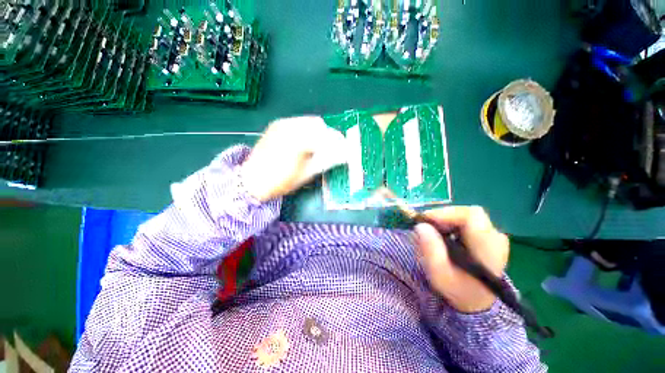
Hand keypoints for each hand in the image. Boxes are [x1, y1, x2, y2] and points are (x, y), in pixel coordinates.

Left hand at [241, 116, 347, 201]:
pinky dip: (309, 130)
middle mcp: (290, 127)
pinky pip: (300, 122)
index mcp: (298, 142)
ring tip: (321, 146)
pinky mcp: (277, 125)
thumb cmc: (280, 181)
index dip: (338, 143)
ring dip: (320, 132)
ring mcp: (282, 124)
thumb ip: (326, 161)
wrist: (252, 180)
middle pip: (319, 125)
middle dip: (330, 136)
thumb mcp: (306, 174)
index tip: (346, 149)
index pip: (325, 137)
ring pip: (309, 122)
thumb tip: (343, 155)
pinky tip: (308, 142)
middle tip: (334, 148)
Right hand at [414, 207, 509, 312]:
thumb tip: (420, 225)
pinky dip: (452, 224)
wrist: (476, 301)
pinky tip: (445, 235)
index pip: (472, 216)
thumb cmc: (458, 290)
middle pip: (469, 213)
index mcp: (488, 249)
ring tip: (434, 232)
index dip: (447, 213)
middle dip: (444, 216)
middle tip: (427, 226)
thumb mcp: (440, 275)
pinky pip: (468, 221)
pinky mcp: (488, 236)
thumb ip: (431, 250)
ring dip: (447, 220)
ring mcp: (494, 236)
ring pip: (467, 215)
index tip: (426, 220)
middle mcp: (496, 238)